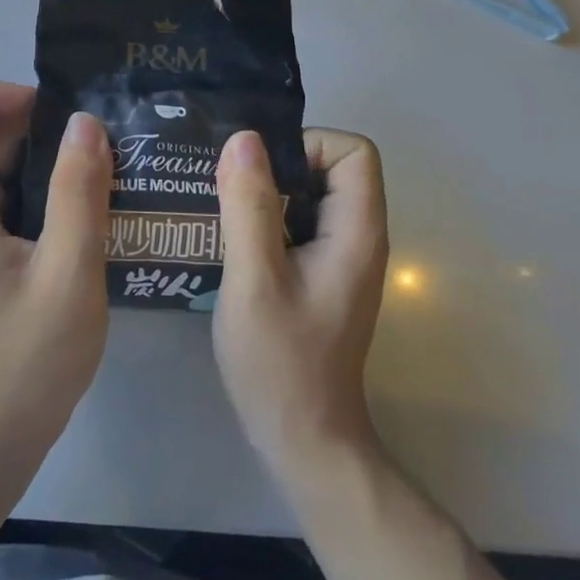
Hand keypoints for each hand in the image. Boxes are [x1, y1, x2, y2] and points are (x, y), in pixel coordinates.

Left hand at [0, 83, 112, 469]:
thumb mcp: (68, 270)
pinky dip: (47, 190)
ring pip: (1, 173)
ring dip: (45, 159)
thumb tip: (86, 123)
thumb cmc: (29, 357)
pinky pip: (14, 203)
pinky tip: (93, 202)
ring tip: (103, 160)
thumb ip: (78, 193)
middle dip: (32, 127)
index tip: (44, 107)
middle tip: (92, 133)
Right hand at [212, 129, 388, 482]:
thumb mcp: (254, 278)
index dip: (308, 146)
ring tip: (221, 207)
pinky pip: (299, 221)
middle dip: (279, 165)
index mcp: (356, 231)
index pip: (353, 150)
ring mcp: (341, 257)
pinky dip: (267, 217)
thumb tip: (244, 137)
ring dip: (267, 191)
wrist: (303, 441)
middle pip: (331, 166)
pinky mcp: (321, 273)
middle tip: (229, 186)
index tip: (261, 172)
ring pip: (310, 193)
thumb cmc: (281, 361)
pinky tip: (230, 239)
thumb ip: (249, 205)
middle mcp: (358, 236)